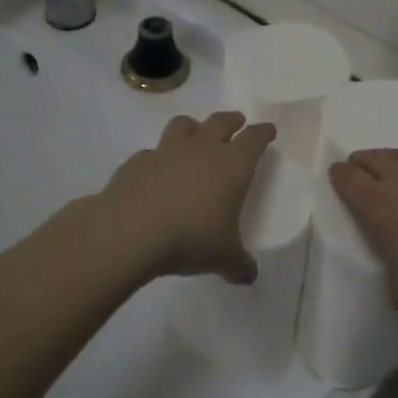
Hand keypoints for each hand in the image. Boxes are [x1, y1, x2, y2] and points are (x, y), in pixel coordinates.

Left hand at [101, 112, 276, 283]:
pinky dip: (157, 157)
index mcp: (232, 165)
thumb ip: (239, 265)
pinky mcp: (137, 162)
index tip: (268, 130)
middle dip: (232, 120)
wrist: (129, 232)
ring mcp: (166, 151)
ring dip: (193, 127)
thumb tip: (249, 277)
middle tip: (237, 122)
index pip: (254, 138)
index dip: (263, 132)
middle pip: (221, 122)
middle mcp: (202, 149)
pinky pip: (151, 152)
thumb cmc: (190, 238)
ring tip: (195, 134)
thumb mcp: (223, 258)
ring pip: (184, 125)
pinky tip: (156, 171)